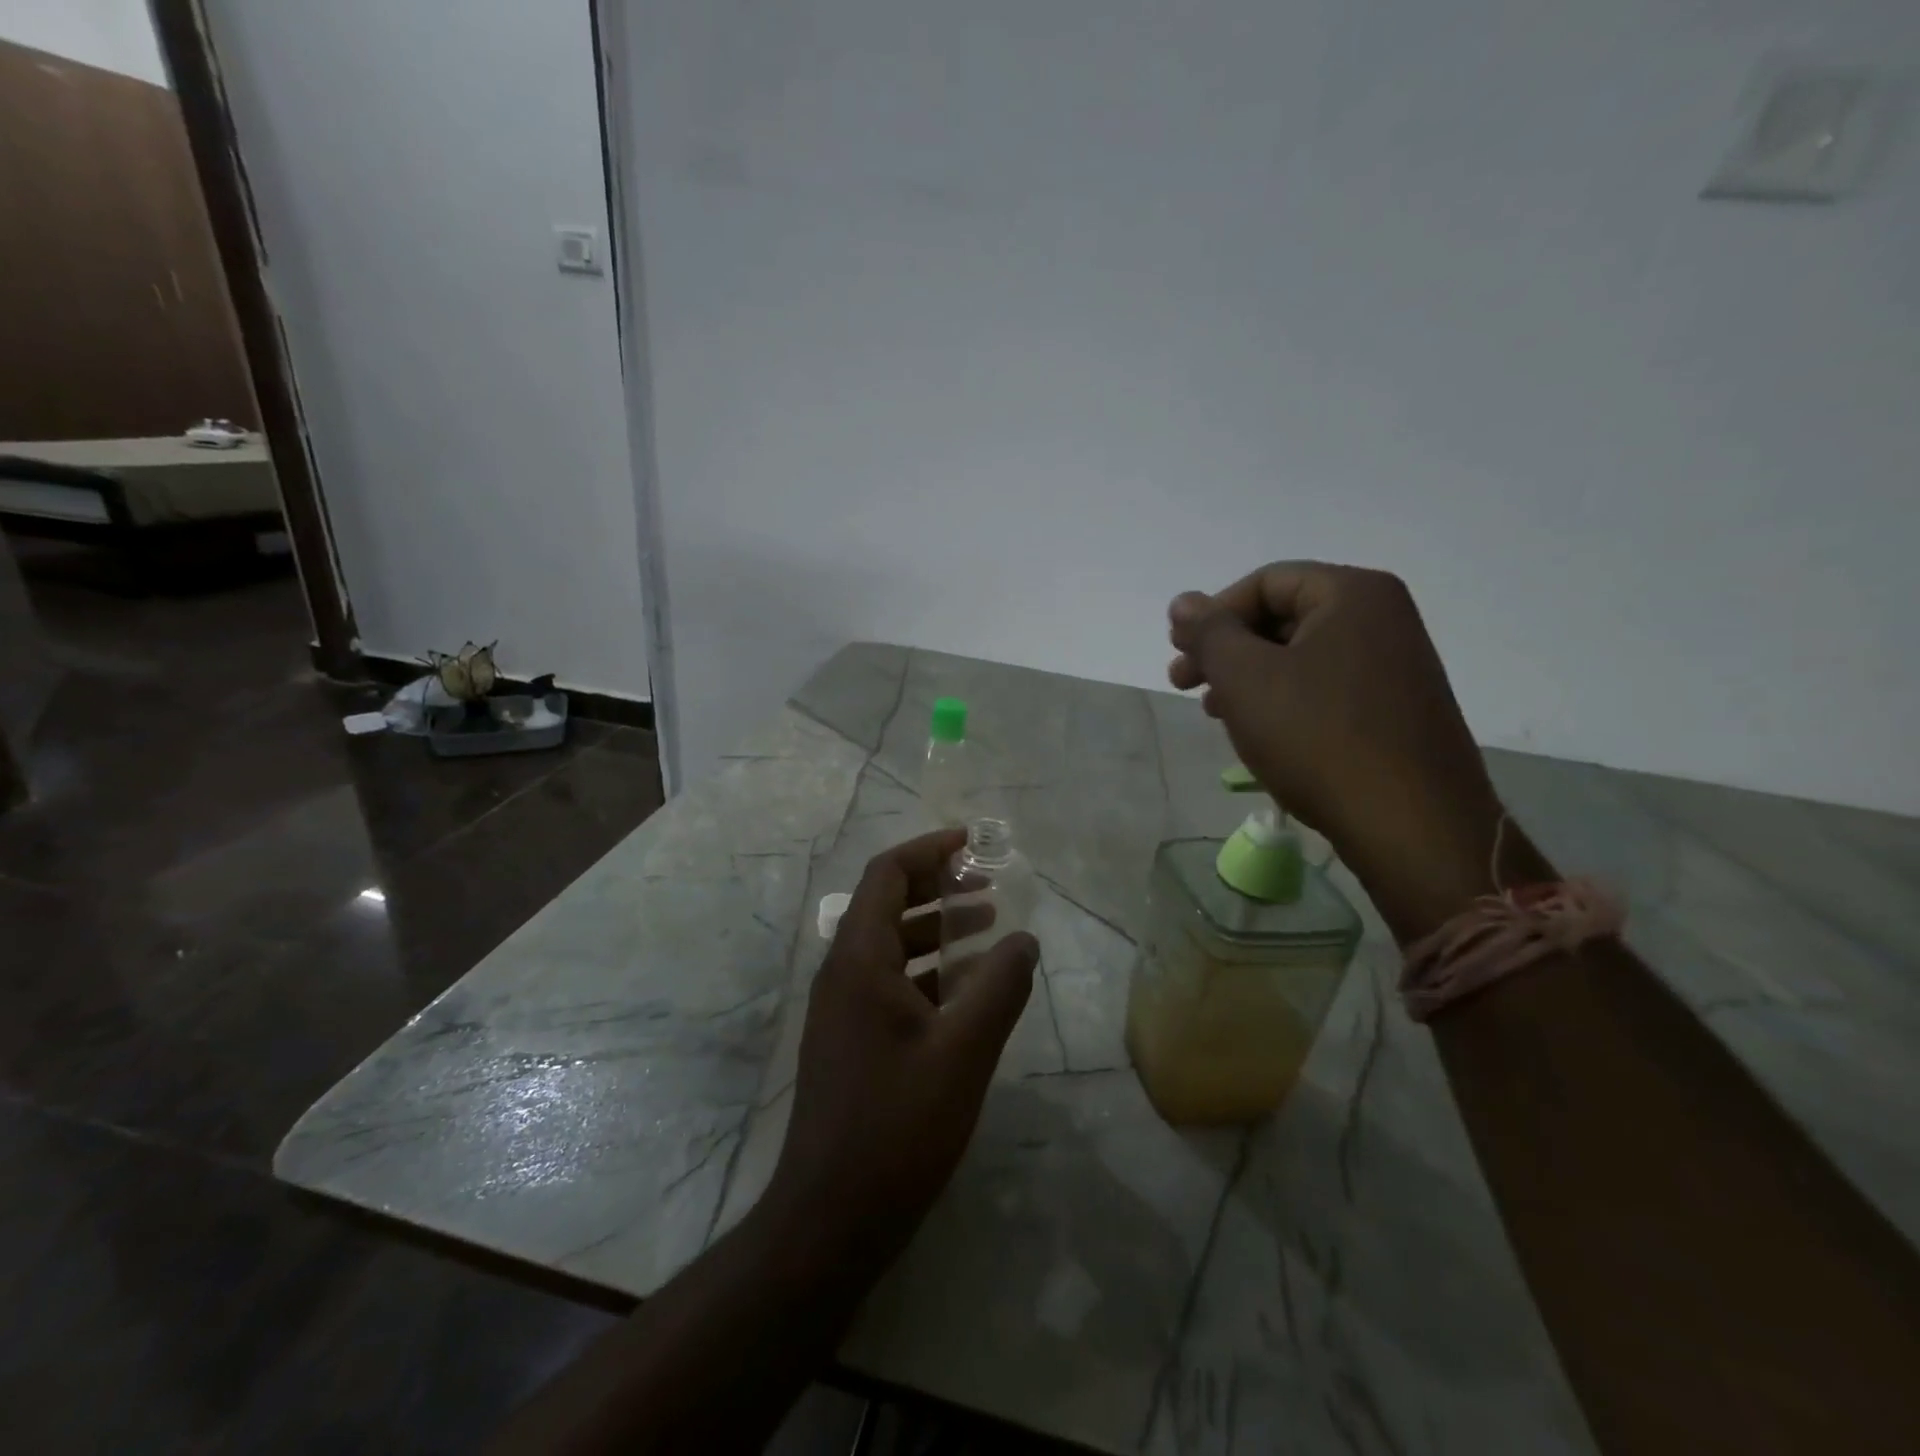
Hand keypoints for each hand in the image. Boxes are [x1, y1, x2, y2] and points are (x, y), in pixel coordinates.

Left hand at [765, 830, 1038, 1267]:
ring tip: (989, 926)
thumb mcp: (963, 1053)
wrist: (830, 1217)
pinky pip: (890, 982)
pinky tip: (968, 987)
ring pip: (890, 944)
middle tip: (988, 883)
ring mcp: (843, 1008)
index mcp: (859, 960)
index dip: (929, 850)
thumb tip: (1026, 940)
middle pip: (887, 903)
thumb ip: (999, 989)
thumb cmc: (897, 1126)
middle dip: (937, 885)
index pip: (887, 875)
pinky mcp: (850, 1039)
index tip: (972, 843)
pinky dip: (929, 970)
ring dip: (936, 927)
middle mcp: (843, 973)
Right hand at [1168, 562, 1509, 938]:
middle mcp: (1383, 619)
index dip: (1212, 614)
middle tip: (1184, 684)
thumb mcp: (1245, 678)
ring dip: (1247, 679)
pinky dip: (1282, 702)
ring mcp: (1396, 666)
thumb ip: (1209, 632)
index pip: (1265, 582)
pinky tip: (1259, 734)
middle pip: (1282, 617)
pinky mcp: (1396, 710)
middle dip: (1226, 650)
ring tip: (1216, 714)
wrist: (1411, 826)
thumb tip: (1183, 601)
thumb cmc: (1318, 738)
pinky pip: (1324, 688)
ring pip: (1300, 657)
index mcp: (1353, 594)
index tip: (1179, 653)